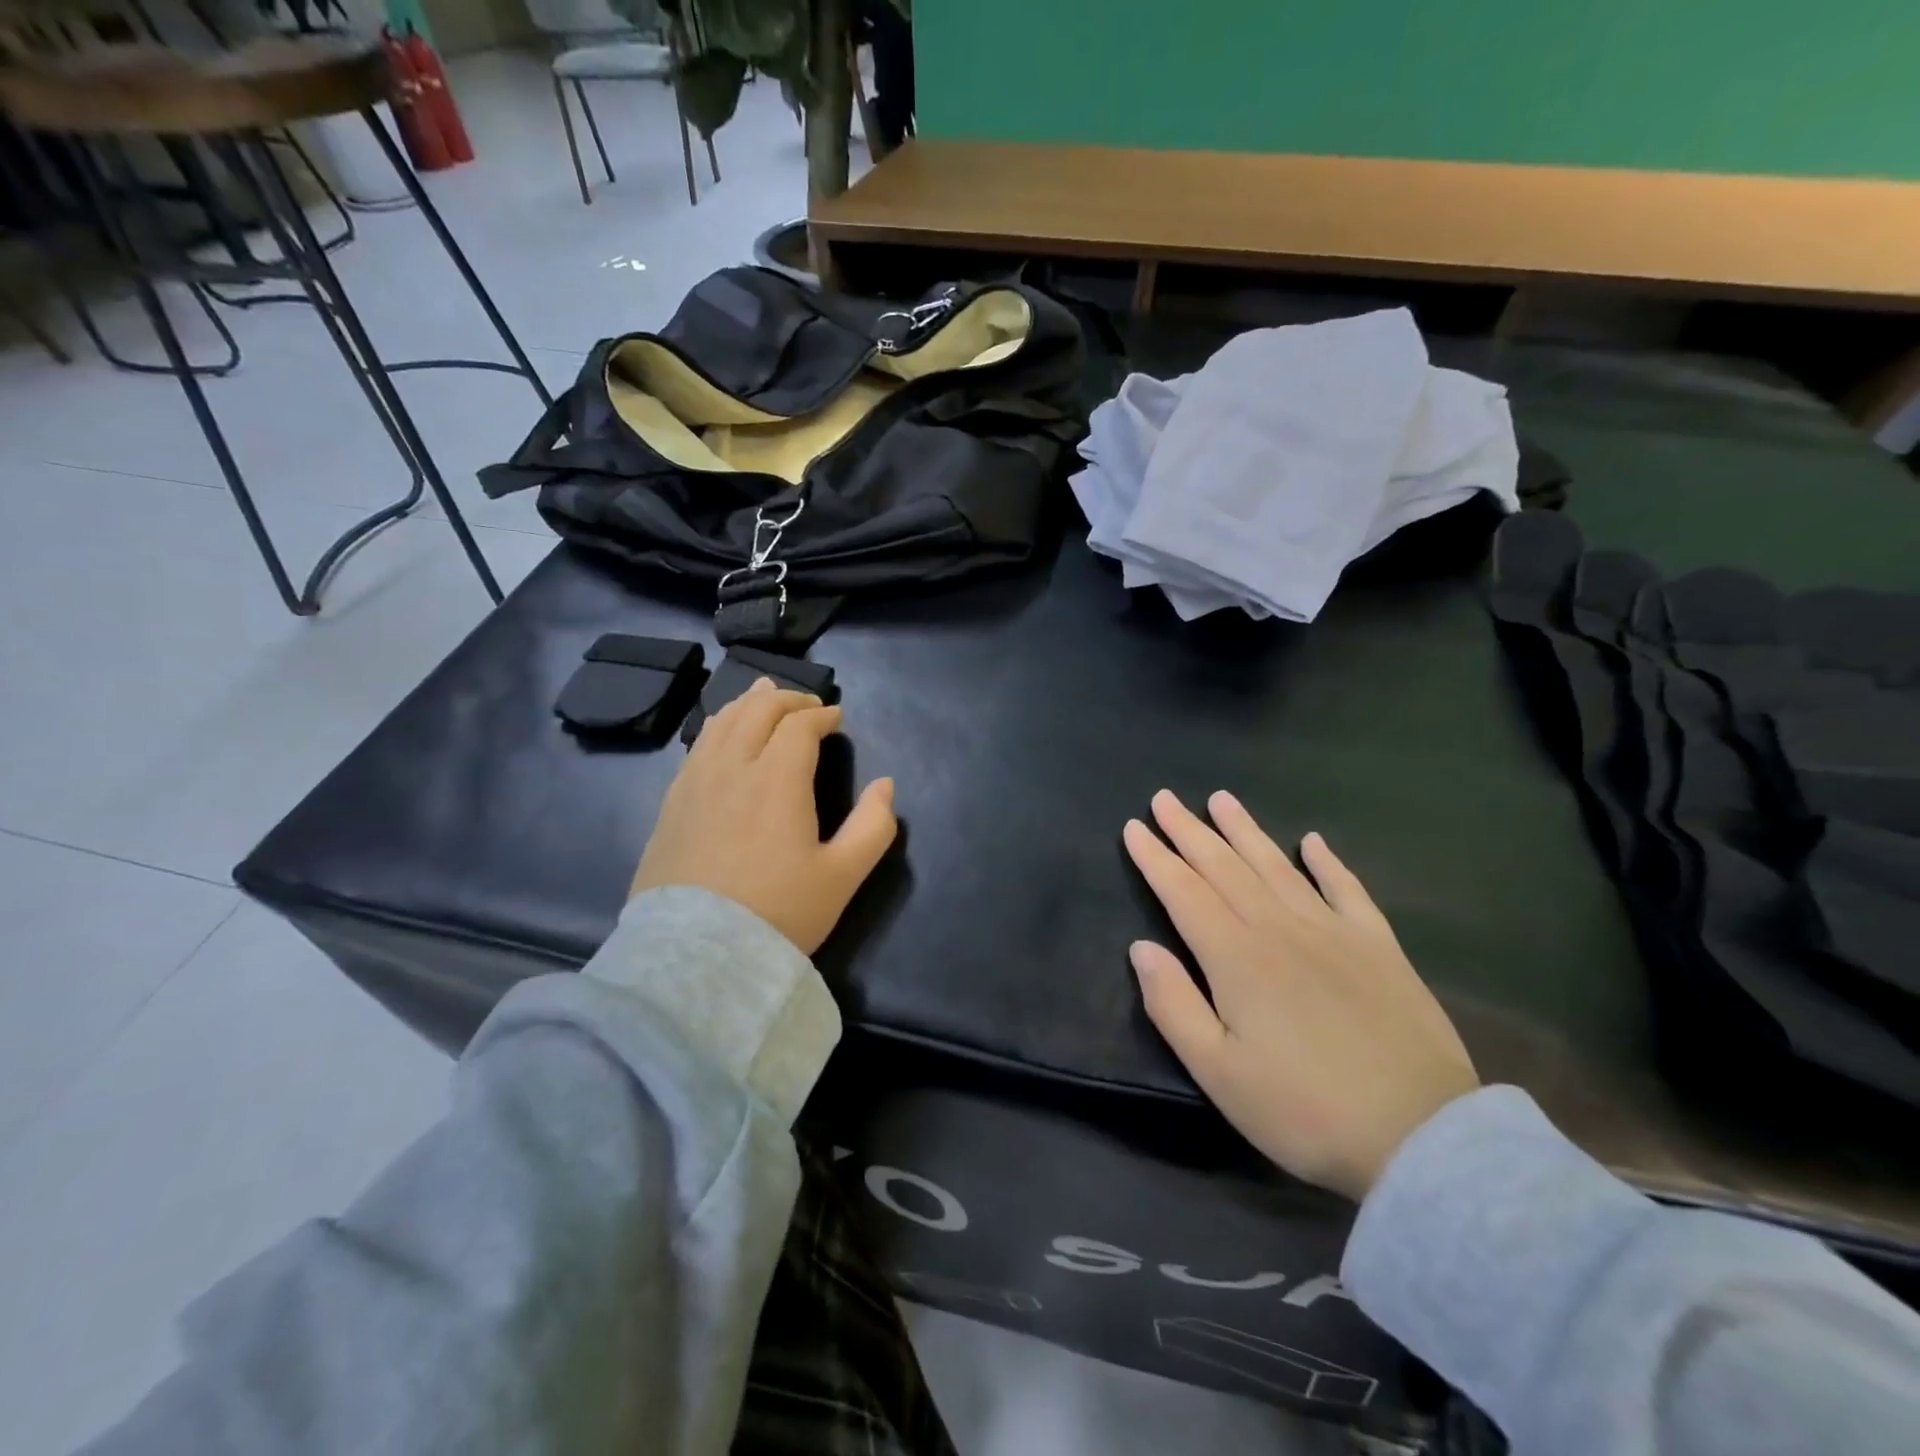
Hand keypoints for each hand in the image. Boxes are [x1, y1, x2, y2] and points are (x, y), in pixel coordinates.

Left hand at [631, 678, 897, 955]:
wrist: (696, 956)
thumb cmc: (777, 914)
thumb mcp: (842, 877)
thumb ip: (873, 827)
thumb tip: (885, 785)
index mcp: (776, 779)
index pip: (799, 726)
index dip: (820, 715)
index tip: (835, 718)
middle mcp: (732, 768)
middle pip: (756, 711)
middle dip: (786, 700)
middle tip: (806, 705)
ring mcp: (694, 784)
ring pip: (721, 722)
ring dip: (747, 704)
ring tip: (762, 696)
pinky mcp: (671, 805)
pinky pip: (697, 747)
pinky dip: (718, 727)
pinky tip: (722, 735)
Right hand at [1123, 790, 1477, 1201]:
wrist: (1423, 1138)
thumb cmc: (1305, 1110)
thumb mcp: (1218, 1074)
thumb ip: (1173, 1006)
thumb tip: (1141, 947)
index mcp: (1236, 958)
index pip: (1184, 892)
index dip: (1156, 858)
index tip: (1133, 827)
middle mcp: (1279, 929)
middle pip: (1224, 867)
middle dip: (1189, 831)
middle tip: (1164, 798)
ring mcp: (1333, 932)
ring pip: (1276, 866)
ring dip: (1245, 830)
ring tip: (1221, 799)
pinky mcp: (1379, 947)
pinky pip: (1347, 890)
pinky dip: (1328, 862)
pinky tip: (1312, 841)